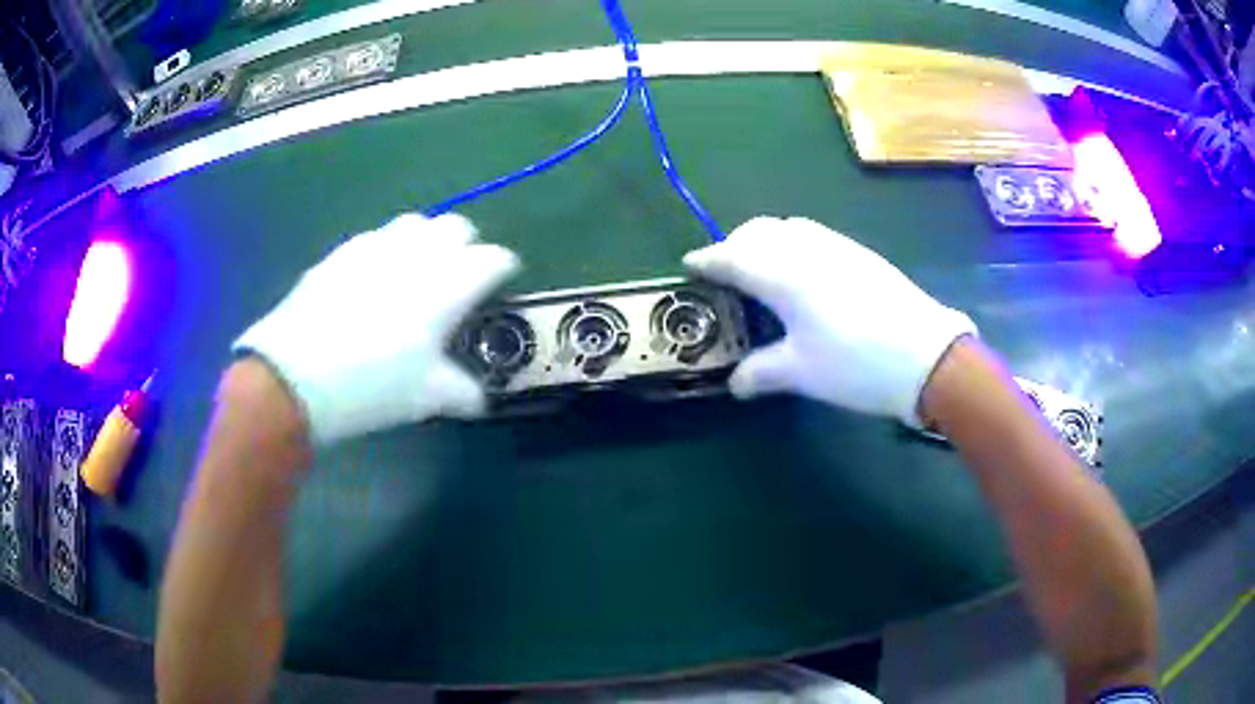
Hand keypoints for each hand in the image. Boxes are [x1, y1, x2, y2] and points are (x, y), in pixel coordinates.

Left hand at [234, 214, 518, 444]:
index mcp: (448, 285)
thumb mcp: (425, 398)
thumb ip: (462, 392)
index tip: (499, 285)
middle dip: (465, 246)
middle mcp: (417, 253)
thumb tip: (479, 398)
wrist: (295, 376)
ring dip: (426, 241)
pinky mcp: (342, 252)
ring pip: (415, 223)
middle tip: (458, 278)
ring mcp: (376, 246)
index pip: (493, 258)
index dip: (503, 268)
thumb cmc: (371, 386)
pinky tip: (373, 279)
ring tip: (415, 273)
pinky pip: (376, 236)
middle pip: (456, 226)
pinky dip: (388, 249)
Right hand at [684, 216, 975, 426]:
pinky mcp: (860, 254)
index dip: (707, 259)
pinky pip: (814, 235)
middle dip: (735, 245)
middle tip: (725, 272)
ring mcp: (838, 247)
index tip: (689, 264)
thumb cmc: (856, 365)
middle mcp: (807, 249)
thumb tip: (736, 383)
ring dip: (766, 240)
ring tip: (762, 270)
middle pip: (759, 232)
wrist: (926, 356)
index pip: (734, 257)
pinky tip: (803, 273)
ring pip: (788, 228)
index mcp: (784, 275)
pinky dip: (793, 244)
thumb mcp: (801, 373)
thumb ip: (761, 372)